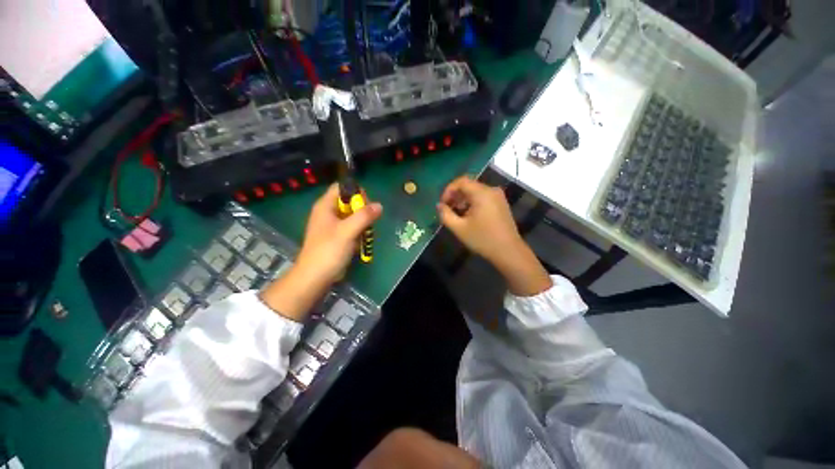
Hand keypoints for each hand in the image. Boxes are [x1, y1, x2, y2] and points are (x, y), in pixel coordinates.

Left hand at [261, 184, 381, 320]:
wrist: (315, 277)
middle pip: (349, 201)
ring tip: (366, 232)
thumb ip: (363, 216)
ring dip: (362, 222)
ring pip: (352, 215)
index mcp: (325, 206)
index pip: (341, 187)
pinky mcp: (337, 237)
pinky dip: (359, 231)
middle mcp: (328, 212)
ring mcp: (333, 225)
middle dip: (362, 209)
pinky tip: (361, 240)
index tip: (367, 204)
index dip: (355, 191)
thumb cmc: (328, 251)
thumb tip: (379, 205)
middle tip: (369, 220)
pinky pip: (352, 227)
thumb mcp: (347, 231)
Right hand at [437, 176, 551, 296]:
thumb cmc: (482, 239)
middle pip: (469, 185)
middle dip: (455, 196)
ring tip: (456, 214)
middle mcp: (491, 190)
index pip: (461, 181)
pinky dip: (472, 203)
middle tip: (447, 210)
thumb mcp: (459, 228)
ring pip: (475, 192)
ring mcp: (498, 197)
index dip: (448, 190)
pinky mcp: (501, 204)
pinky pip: (483, 197)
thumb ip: (445, 215)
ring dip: (463, 200)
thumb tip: (439, 205)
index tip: (442, 204)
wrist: (508, 251)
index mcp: (482, 193)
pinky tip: (468, 216)